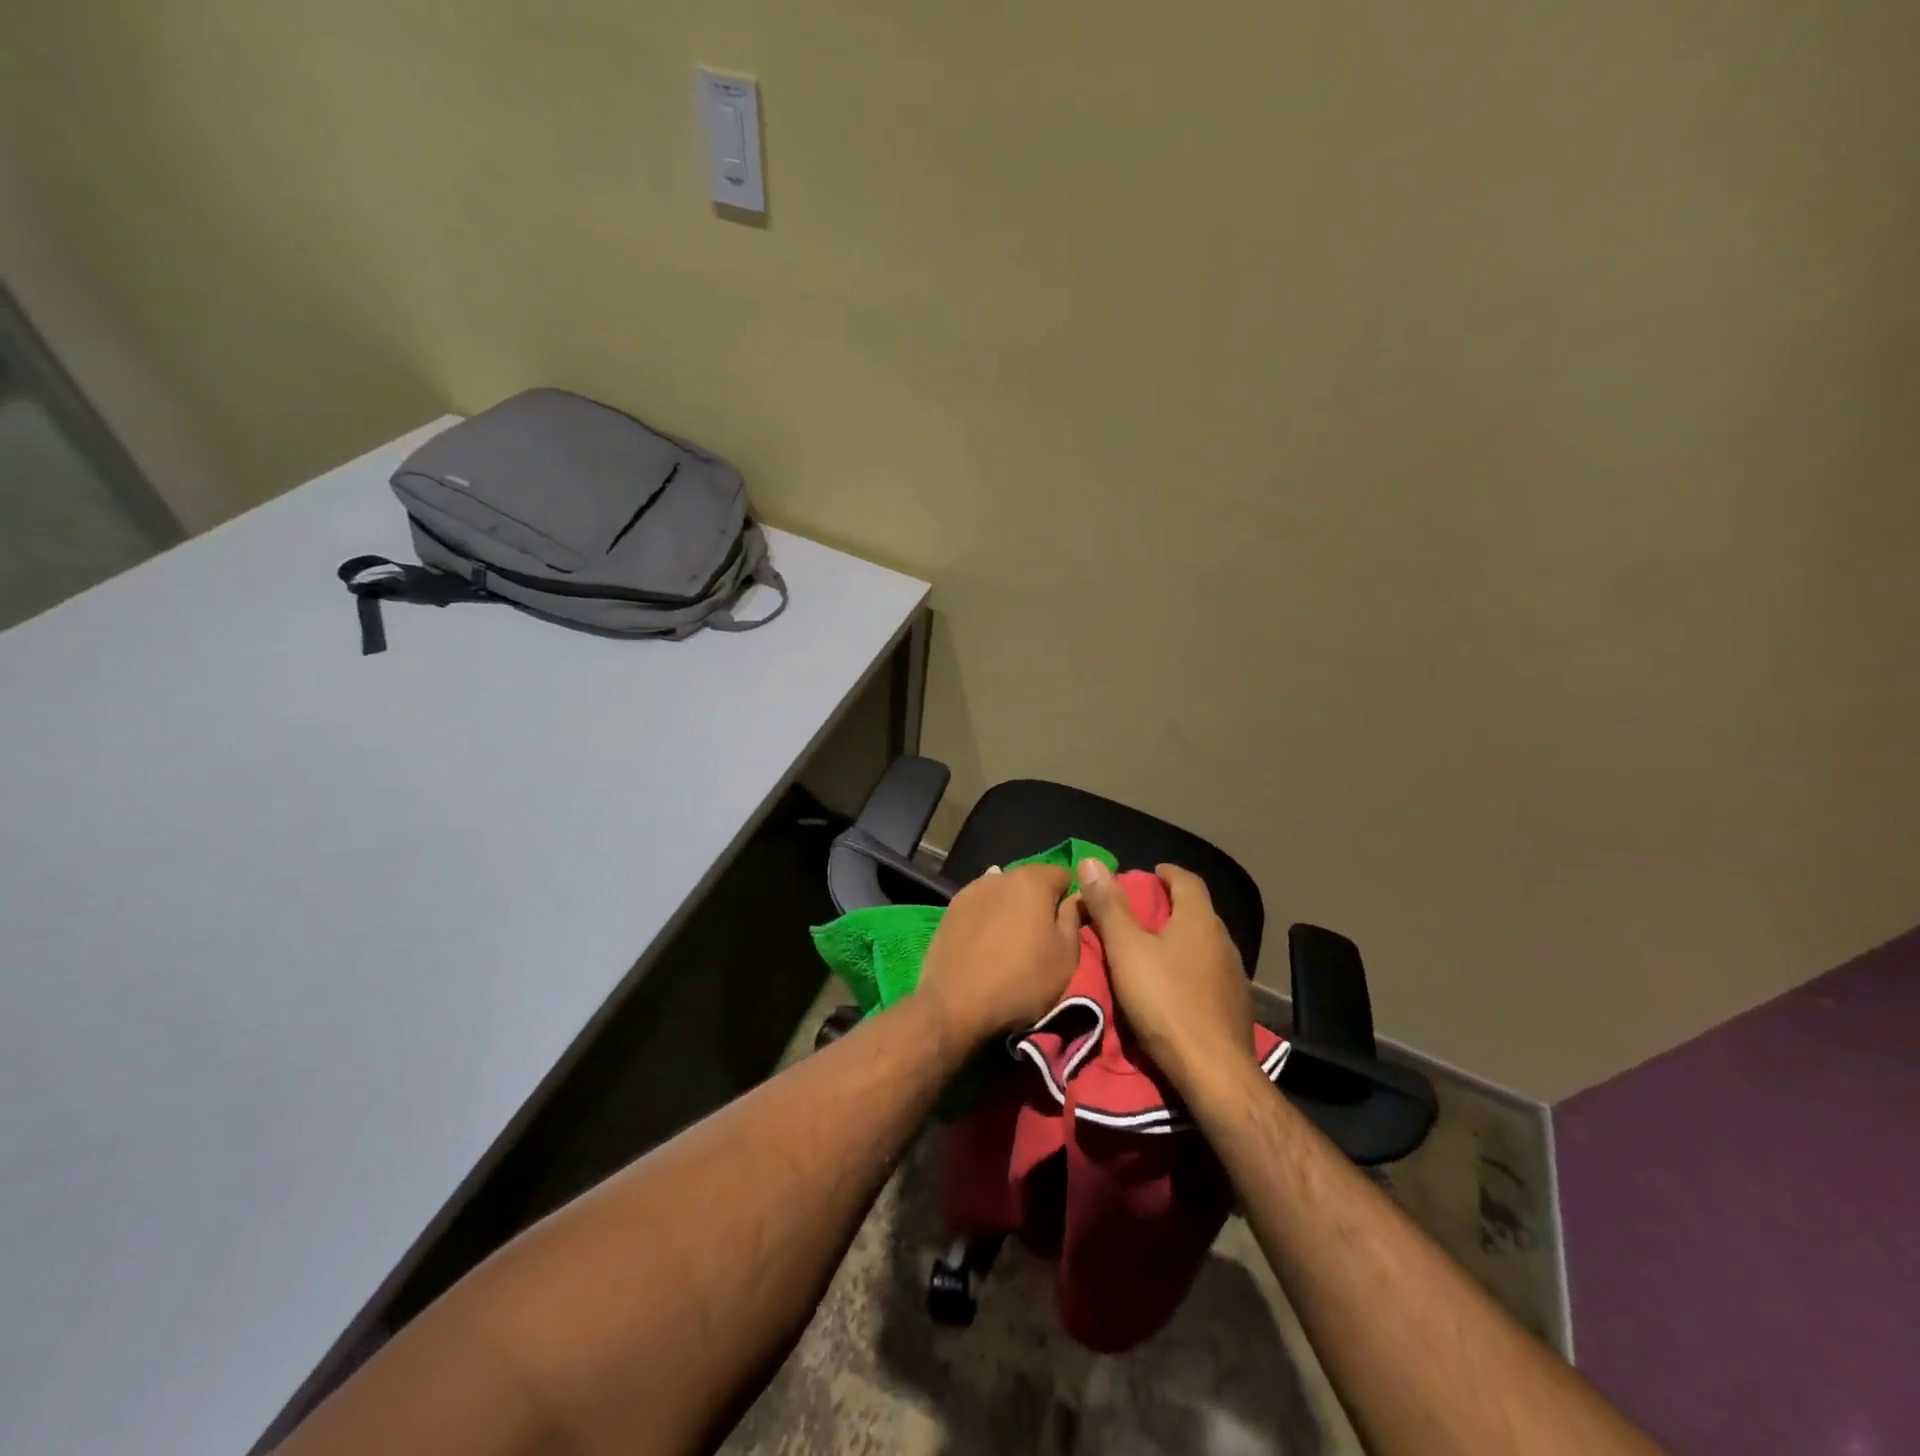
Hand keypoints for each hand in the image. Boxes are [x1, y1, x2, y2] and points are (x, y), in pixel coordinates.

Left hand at [918, 864, 1080, 1046]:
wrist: (956, 1003)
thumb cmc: (1021, 979)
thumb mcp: (1066, 956)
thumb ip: (1073, 919)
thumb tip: (1074, 898)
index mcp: (1032, 881)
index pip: (1063, 874)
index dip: (1070, 898)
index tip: (1068, 925)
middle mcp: (1000, 876)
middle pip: (1030, 882)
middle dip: (1039, 902)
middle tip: (1040, 937)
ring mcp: (971, 890)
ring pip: (1002, 893)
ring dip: (1011, 909)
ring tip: (1010, 942)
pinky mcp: (950, 910)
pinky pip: (980, 907)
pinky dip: (988, 919)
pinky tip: (986, 943)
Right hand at [1076, 859, 1253, 1093]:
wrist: (1214, 1071)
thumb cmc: (1165, 1001)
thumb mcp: (1126, 950)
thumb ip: (1109, 906)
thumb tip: (1092, 861)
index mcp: (1199, 920)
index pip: (1187, 880)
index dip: (1167, 873)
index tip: (1148, 875)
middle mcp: (1223, 941)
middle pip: (1198, 912)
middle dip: (1171, 907)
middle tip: (1141, 914)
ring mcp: (1235, 976)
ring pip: (1206, 945)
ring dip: (1182, 940)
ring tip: (1154, 951)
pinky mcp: (1237, 1007)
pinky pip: (1211, 974)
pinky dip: (1192, 969)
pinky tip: (1175, 988)